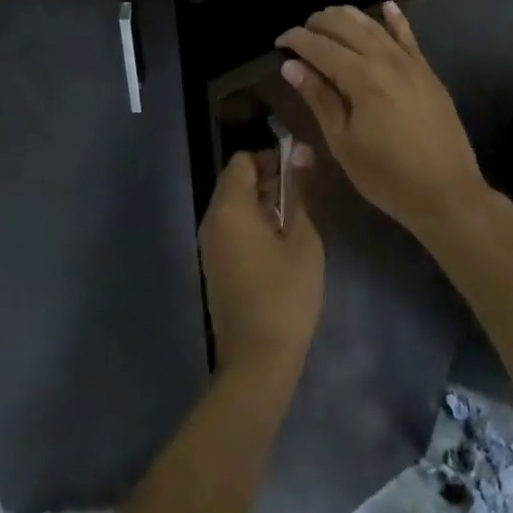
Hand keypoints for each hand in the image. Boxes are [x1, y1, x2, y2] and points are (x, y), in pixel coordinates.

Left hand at [199, 147, 323, 380]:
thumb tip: (300, 152)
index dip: (271, 158)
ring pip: (233, 206)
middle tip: (302, 195)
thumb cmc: (285, 294)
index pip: (243, 161)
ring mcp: (209, 246)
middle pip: (235, 181)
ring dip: (261, 203)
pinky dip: (252, 224)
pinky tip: (279, 243)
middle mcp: (211, 220)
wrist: (257, 361)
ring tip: (295, 218)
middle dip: (267, 179)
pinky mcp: (214, 267)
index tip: (299, 172)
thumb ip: (298, 191)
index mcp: (229, 208)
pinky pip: (230, 229)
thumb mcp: (302, 238)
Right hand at [275, 2, 490, 237]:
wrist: (448, 193)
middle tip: (301, 34)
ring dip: (347, 17)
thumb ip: (318, 98)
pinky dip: (395, 18)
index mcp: (360, 77)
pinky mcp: (427, 71)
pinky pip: (408, 35)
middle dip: (318, 24)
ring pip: (373, 25)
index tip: (279, 42)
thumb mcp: (343, 143)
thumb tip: (291, 66)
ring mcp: (410, 62)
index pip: (320, 47)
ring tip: (327, 19)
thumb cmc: (387, 175)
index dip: (296, 40)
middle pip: (345, 26)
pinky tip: (387, 6)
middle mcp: (384, 59)